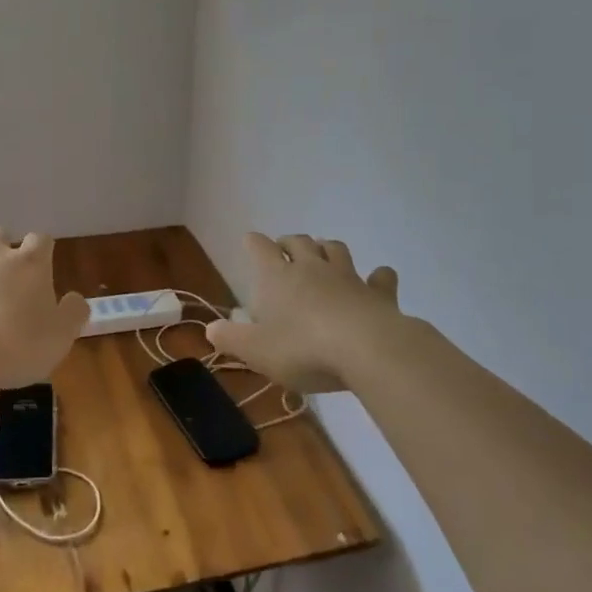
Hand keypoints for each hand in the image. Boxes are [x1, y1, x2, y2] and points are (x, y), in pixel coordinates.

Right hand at [206, 233, 405, 393]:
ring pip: (336, 250)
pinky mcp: (379, 294)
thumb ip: (230, 338)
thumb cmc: (302, 348)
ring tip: (323, 252)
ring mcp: (348, 277)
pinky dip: (378, 276)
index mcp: (277, 277)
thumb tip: (211, 329)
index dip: (253, 243)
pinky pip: (380, 277)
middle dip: (289, 242)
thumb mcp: (256, 350)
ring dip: (327, 248)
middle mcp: (312, 268)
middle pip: (299, 242)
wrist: (367, 350)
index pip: (260, 248)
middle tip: (284, 248)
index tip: (249, 241)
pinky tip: (378, 278)